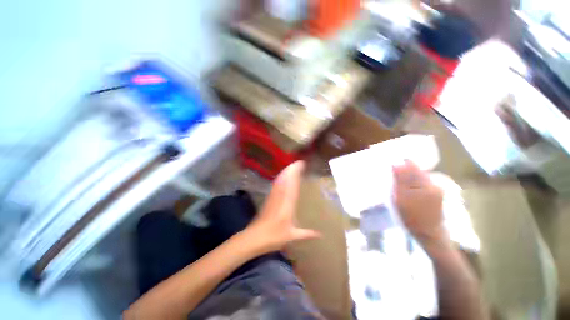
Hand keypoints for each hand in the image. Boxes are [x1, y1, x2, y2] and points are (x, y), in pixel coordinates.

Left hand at [244, 161, 320, 254]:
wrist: (255, 237)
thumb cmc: (274, 237)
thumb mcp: (292, 236)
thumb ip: (307, 234)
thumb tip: (321, 235)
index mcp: (288, 204)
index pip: (293, 185)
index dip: (296, 174)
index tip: (301, 165)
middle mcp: (281, 197)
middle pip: (286, 180)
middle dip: (292, 170)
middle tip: (299, 162)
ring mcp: (273, 196)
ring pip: (280, 181)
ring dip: (286, 172)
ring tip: (292, 165)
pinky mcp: (269, 198)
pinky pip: (275, 185)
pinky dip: (280, 178)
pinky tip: (281, 176)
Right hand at [393, 160, 447, 246]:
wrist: (429, 235)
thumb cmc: (411, 217)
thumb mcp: (400, 199)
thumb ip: (399, 180)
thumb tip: (396, 163)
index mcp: (424, 183)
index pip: (410, 165)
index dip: (399, 166)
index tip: (391, 175)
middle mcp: (432, 183)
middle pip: (415, 170)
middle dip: (403, 173)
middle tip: (394, 184)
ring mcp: (436, 189)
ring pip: (418, 177)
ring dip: (408, 179)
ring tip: (400, 189)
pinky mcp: (437, 194)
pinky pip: (422, 183)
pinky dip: (413, 185)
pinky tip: (408, 194)